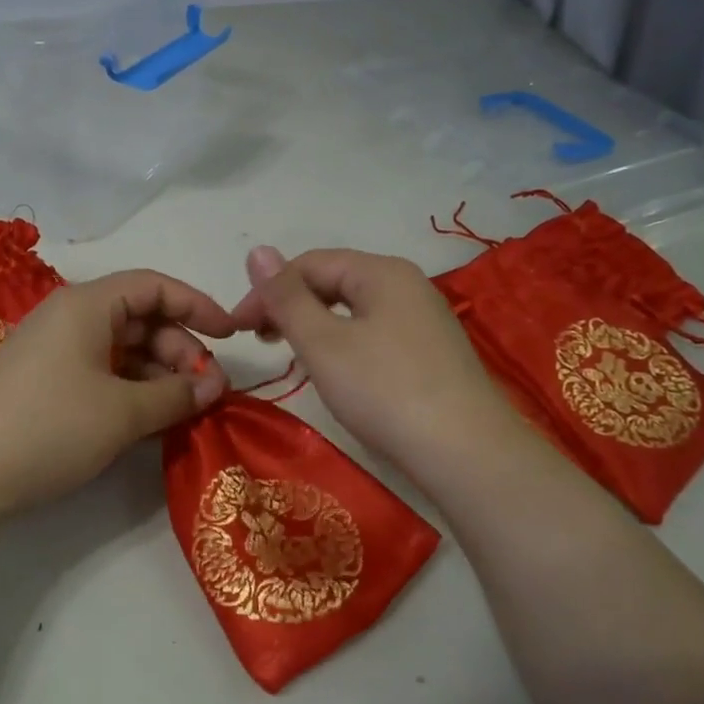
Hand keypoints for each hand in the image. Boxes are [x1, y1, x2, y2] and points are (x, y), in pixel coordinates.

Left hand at [0, 270, 232, 529]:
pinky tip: (151, 419)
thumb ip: (176, 394)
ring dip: (159, 373)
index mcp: (87, 305)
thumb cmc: (49, 428)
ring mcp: (55, 351)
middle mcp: (70, 317)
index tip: (231, 336)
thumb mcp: (122, 412)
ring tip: (184, 410)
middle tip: (208, 390)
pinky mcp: (45, 382)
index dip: (198, 306)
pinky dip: (132, 389)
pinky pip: (102, 372)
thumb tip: (215, 386)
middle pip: (141, 318)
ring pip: (122, 348)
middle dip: (181, 349)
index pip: (154, 286)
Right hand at [228, 246, 520, 484]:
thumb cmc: (384, 391)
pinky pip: (376, 332)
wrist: (466, 453)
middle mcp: (408, 285)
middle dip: (291, 306)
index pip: (310, 264)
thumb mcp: (323, 343)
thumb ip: (286, 298)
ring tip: (293, 356)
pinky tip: (338, 372)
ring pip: (355, 309)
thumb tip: (257, 250)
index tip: (238, 329)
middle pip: (334, 281)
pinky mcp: (432, 352)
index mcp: (382, 272)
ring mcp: (425, 319)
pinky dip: (344, 343)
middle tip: (262, 342)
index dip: (267, 291)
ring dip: (316, 325)